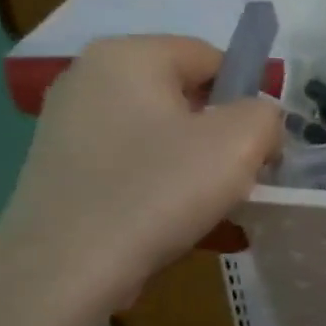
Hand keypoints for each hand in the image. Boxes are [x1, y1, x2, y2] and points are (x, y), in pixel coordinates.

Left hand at [0, 35, 281, 325]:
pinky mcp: (59, 169)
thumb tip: (258, 122)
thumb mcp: (239, 144)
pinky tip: (174, 227)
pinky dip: (160, 189)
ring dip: (195, 168)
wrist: (64, 270)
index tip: (261, 149)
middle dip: (221, 138)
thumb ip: (266, 115)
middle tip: (240, 182)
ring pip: (159, 137)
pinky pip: (130, 167)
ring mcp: (67, 124)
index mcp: (130, 55)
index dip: (249, 100)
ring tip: (211, 212)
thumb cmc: (158, 192)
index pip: (212, 58)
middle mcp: (89, 76)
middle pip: (184, 98)